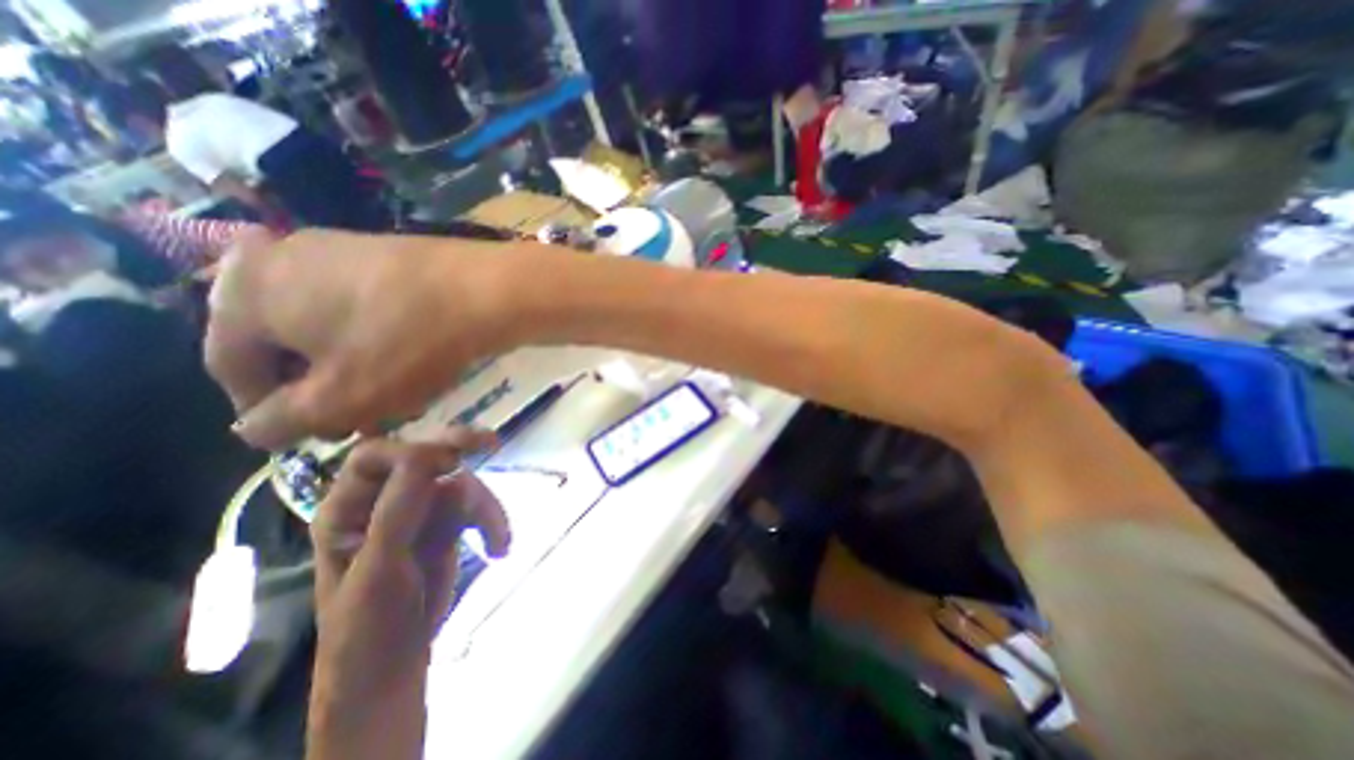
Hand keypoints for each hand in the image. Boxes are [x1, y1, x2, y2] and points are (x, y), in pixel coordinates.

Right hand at [203, 230, 510, 446]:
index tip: (306, 437)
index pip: (232, 367)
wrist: (486, 290)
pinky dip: (382, 344)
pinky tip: (415, 368)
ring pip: (333, 330)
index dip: (266, 412)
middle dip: (324, 392)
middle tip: (361, 422)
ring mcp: (340, 252)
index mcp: (245, 292)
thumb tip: (253, 429)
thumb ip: (283, 421)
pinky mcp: (388, 257)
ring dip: (358, 371)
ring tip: (396, 402)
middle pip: (288, 345)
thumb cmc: (407, 344)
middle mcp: (281, 260)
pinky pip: (368, 310)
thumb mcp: (340, 398)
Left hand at [308, 433, 509, 705]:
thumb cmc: (366, 625)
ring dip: (486, 507)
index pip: (376, 457)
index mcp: (348, 508)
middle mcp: (385, 500)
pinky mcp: (448, 523)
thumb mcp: (379, 569)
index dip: (412, 450)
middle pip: (424, 458)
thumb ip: (398, 510)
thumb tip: (427, 453)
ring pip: (461, 483)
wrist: (393, 665)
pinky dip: (493, 522)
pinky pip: (476, 506)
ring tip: (499, 542)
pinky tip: (499, 547)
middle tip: (490, 442)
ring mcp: (420, 510)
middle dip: (458, 449)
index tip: (450, 459)